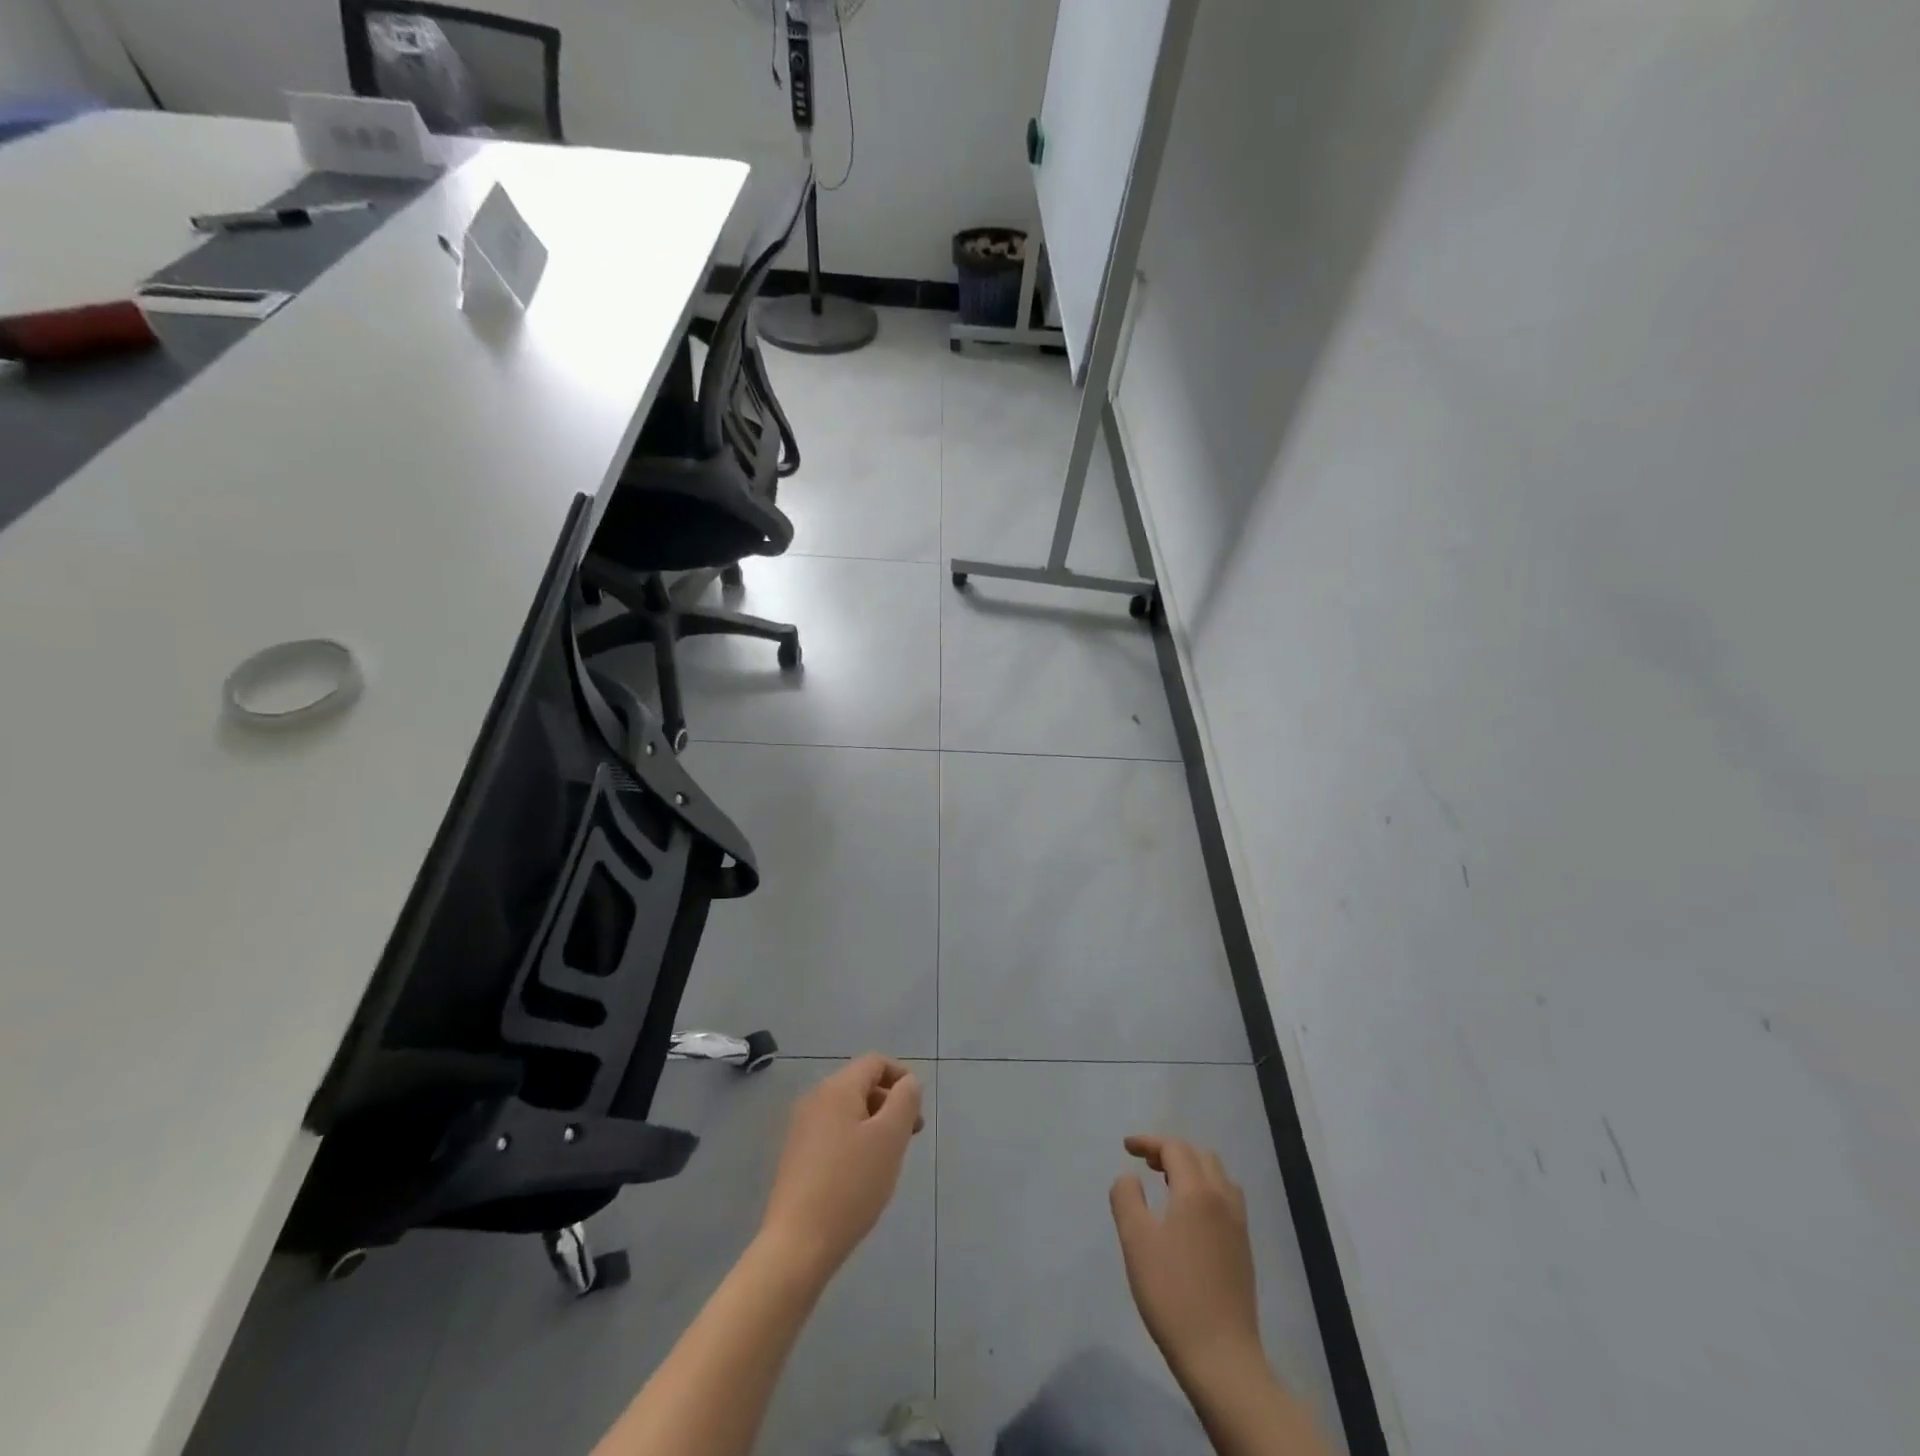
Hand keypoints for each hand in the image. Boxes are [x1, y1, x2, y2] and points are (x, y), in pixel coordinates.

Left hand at [759, 1055, 924, 1282]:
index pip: (875, 1063)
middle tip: (910, 1137)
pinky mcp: (796, 1155)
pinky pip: (833, 1132)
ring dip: (874, 1124)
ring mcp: (801, 1128)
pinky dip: (854, 1140)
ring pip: (848, 1111)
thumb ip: (905, 1101)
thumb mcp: (890, 1138)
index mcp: (837, 1088)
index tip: (918, 1111)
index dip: (902, 1078)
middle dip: (890, 1103)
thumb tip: (908, 1082)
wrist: (797, 1245)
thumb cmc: (851, 1185)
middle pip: (861, 1085)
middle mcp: (815, 1099)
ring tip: (889, 1159)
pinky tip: (862, 1174)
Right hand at [1110, 1136, 1262, 1385]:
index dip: (1149, 1142)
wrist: (1221, 1357)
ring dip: (1191, 1169)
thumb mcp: (1136, 1241)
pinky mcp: (1243, 1250)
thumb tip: (1130, 1178)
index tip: (1126, 1147)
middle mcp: (1223, 1200)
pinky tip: (1189, 1216)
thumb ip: (1127, 1198)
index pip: (1175, 1148)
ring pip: (1217, 1177)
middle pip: (1200, 1156)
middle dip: (1171, 1152)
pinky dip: (1205, 1190)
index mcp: (1198, 1192)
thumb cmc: (1172, 1294)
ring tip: (1167, 1184)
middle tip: (1146, 1163)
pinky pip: (1226, 1200)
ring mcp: (1238, 1226)